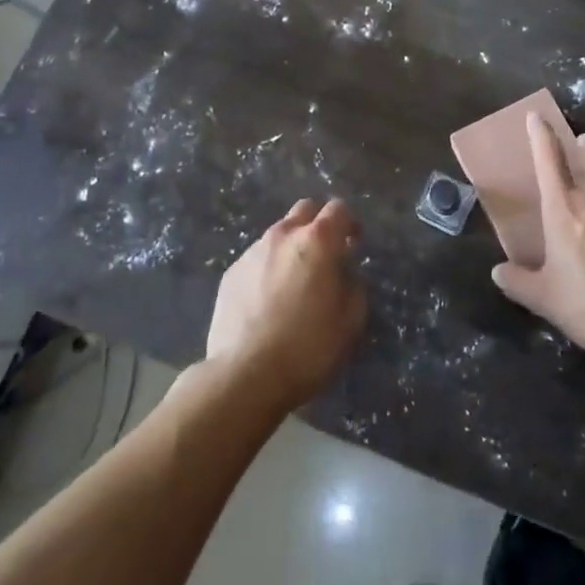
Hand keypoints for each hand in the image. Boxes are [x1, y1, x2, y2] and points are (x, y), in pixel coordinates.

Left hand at [208, 198, 365, 408]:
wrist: (245, 376)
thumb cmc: (308, 347)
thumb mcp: (351, 320)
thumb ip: (353, 285)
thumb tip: (344, 273)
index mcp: (318, 241)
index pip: (339, 208)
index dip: (350, 223)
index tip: (354, 244)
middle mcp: (283, 235)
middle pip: (305, 209)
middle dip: (319, 224)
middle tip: (325, 254)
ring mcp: (253, 252)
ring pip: (278, 234)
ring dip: (291, 247)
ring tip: (294, 281)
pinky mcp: (230, 273)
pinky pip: (257, 259)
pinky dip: (268, 268)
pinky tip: (268, 301)